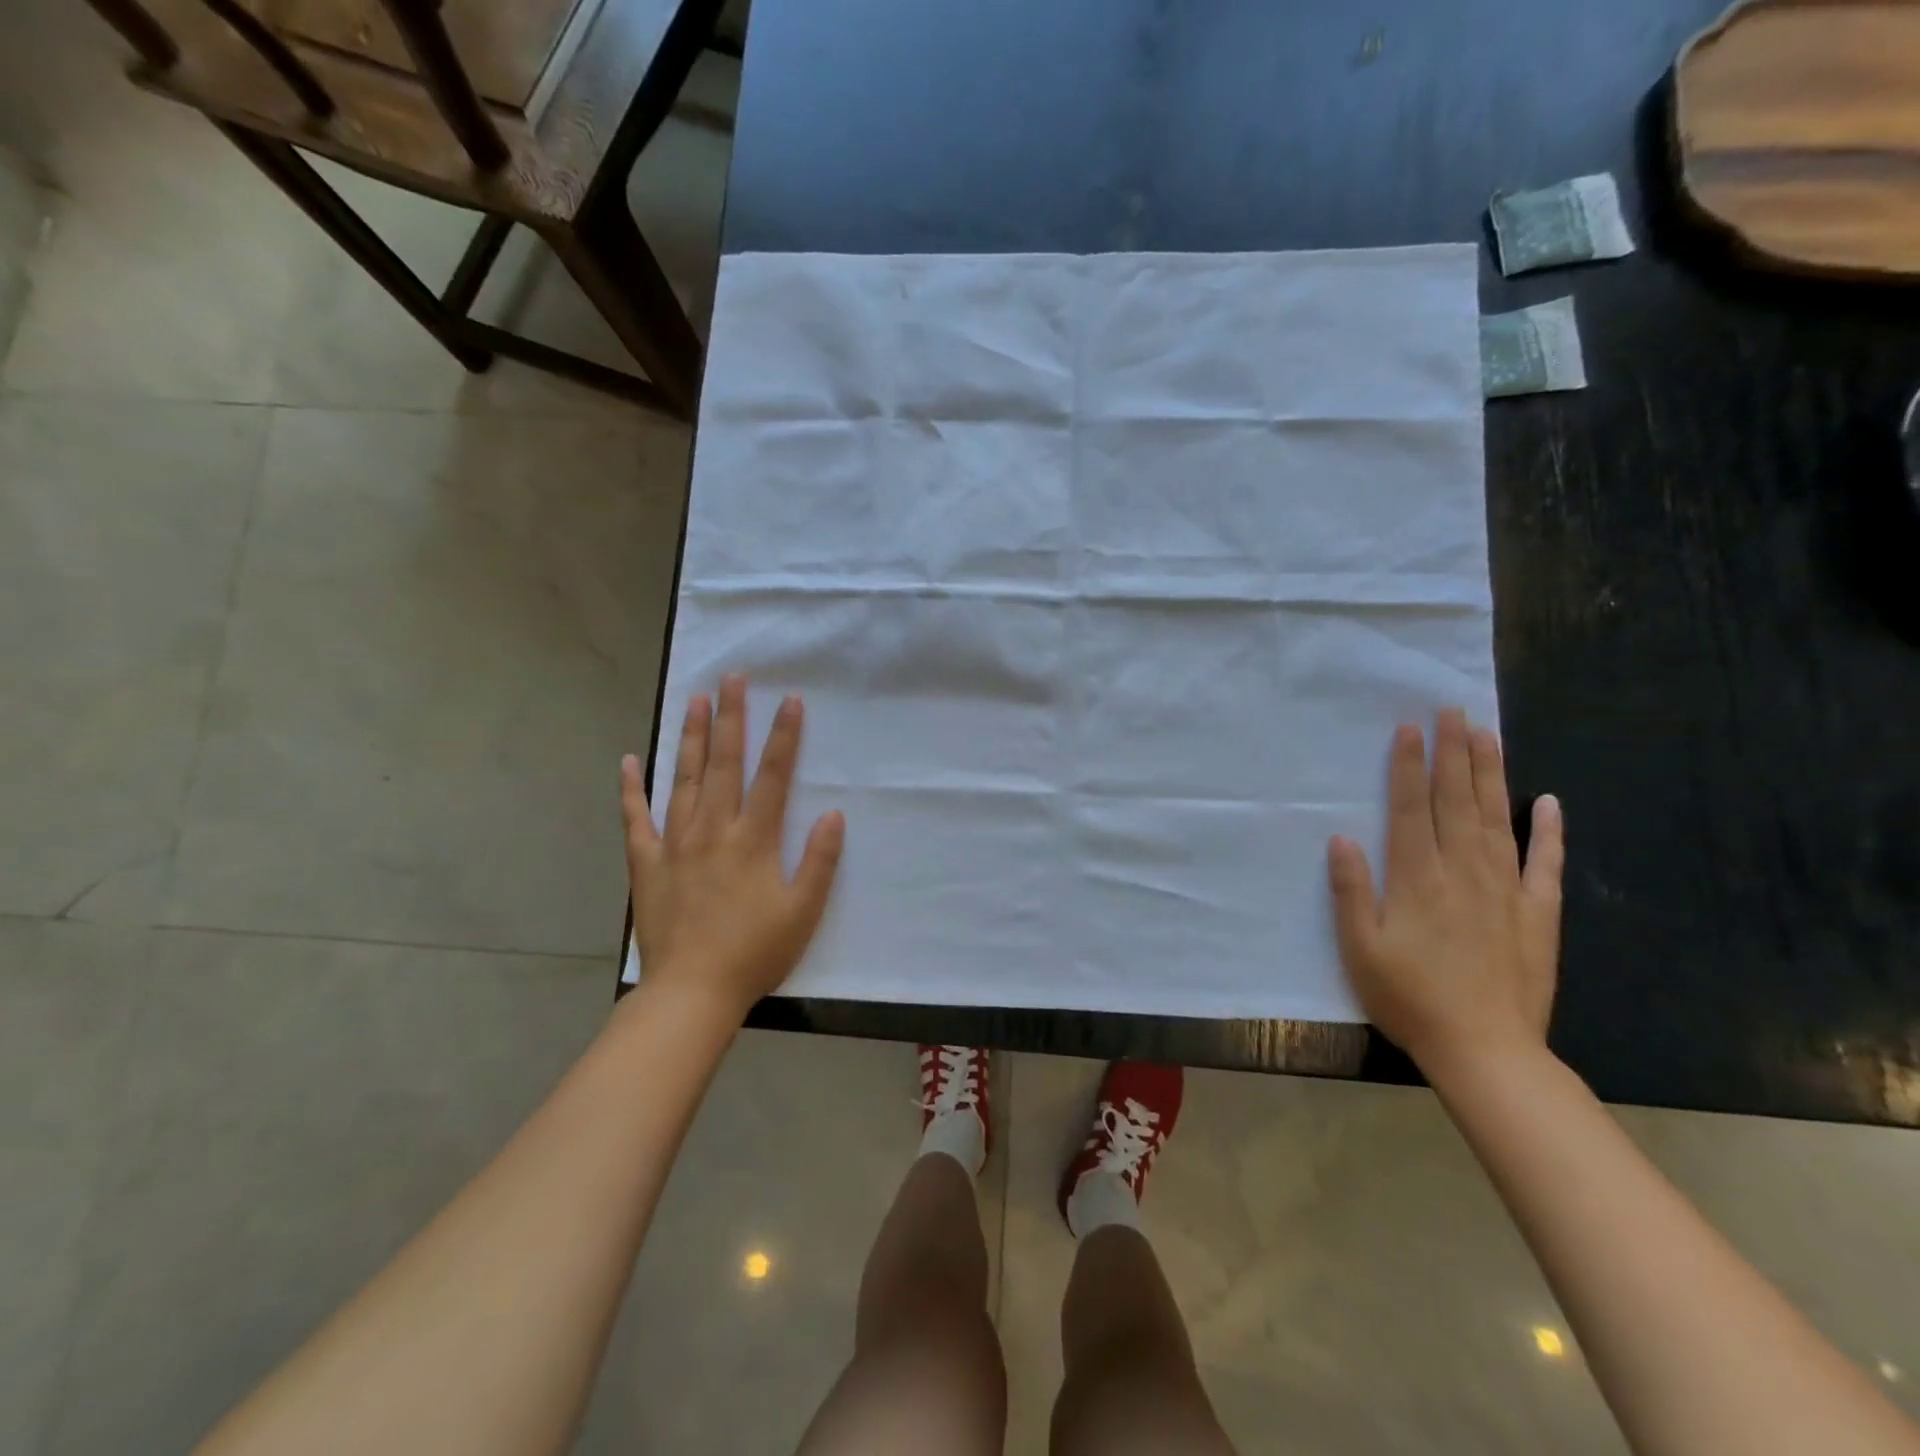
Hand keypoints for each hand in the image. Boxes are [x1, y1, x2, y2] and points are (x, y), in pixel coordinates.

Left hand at [621, 674, 845, 1019]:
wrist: (692, 992)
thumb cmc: (755, 952)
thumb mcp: (804, 911)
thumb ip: (820, 860)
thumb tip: (835, 814)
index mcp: (754, 839)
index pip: (774, 776)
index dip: (784, 736)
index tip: (790, 700)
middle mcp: (714, 829)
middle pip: (724, 763)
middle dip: (731, 718)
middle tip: (732, 678)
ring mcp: (675, 843)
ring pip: (684, 779)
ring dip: (690, 737)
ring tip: (694, 700)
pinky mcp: (647, 863)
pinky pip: (636, 818)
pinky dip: (631, 789)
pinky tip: (629, 760)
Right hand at [1326, 709, 1564, 1077]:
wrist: (1486, 1051)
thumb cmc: (1409, 998)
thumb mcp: (1360, 949)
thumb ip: (1352, 892)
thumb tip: (1343, 838)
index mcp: (1417, 880)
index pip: (1411, 810)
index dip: (1408, 767)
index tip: (1410, 729)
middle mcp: (1463, 873)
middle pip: (1457, 803)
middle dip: (1452, 754)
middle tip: (1452, 710)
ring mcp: (1507, 891)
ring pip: (1498, 819)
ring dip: (1491, 774)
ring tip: (1487, 735)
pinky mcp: (1538, 915)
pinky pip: (1547, 864)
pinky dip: (1550, 831)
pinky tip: (1549, 801)